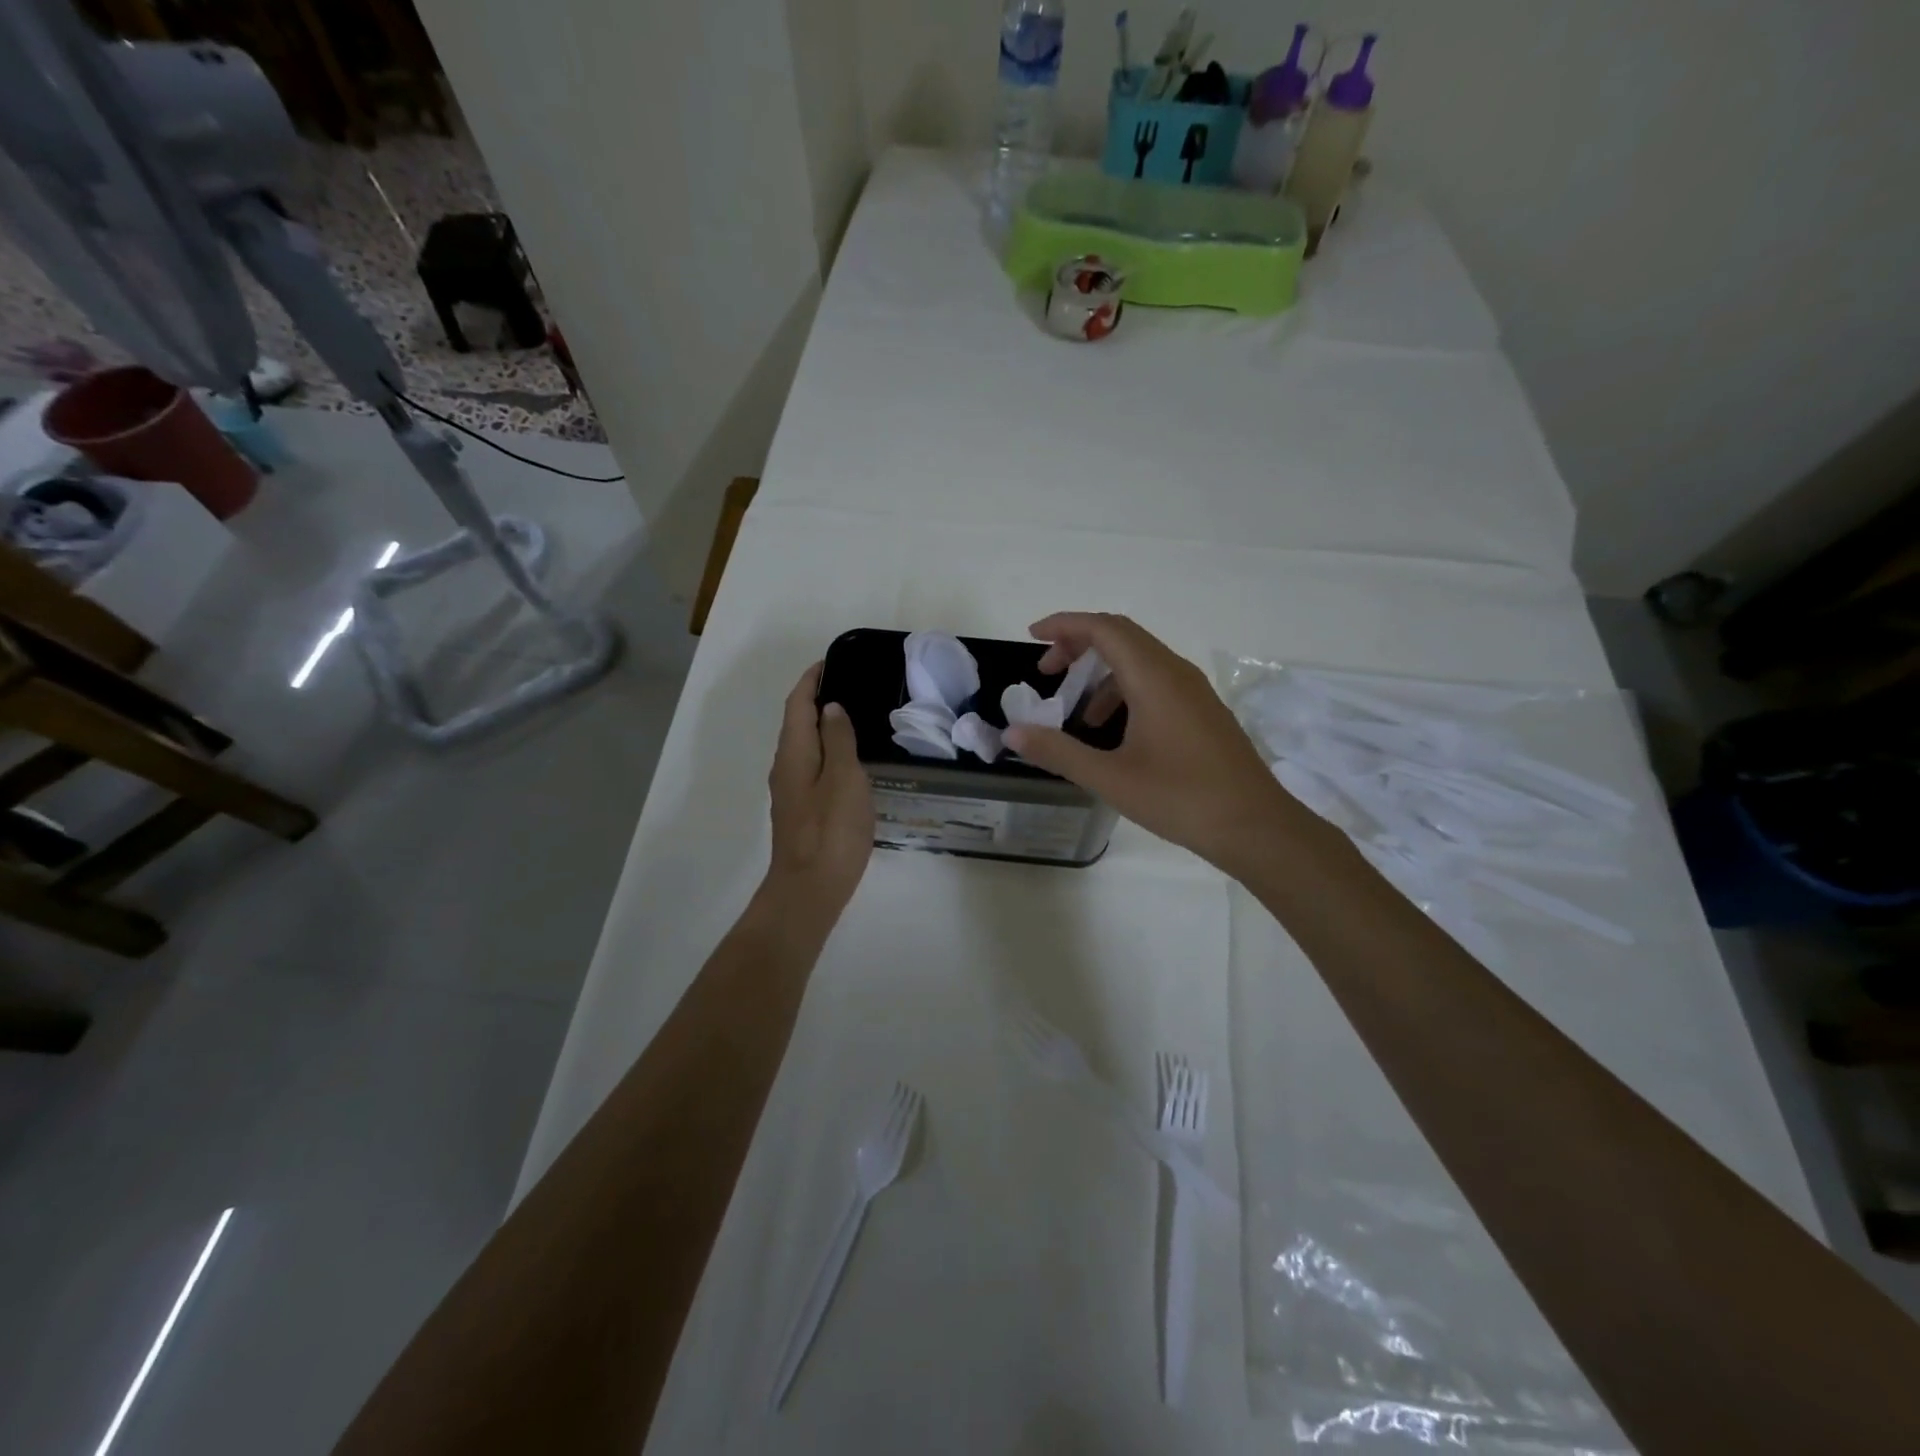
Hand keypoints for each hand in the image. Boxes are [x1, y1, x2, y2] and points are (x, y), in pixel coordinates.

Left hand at [765, 663, 873, 916]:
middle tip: (851, 686)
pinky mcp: (801, 812)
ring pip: (805, 747)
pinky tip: (851, 762)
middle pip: (798, 724)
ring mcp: (791, 792)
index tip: (831, 662)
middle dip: (817, 700)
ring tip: (856, 718)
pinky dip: (828, 752)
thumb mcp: (844, 779)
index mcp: (794, 754)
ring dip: (823, 727)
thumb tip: (831, 708)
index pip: (797, 704)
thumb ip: (839, 740)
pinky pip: (813, 768)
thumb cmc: (830, 832)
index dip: (811, 680)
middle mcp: (786, 768)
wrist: (809, 891)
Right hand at [1002, 613, 1294, 873]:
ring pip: (1140, 660)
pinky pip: (1157, 682)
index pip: (1104, 628)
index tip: (1032, 637)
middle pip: (1122, 636)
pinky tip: (1115, 732)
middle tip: (1047, 672)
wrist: (1255, 826)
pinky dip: (1125, 691)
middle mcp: (1176, 673)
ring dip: (1102, 673)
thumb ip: (1057, 752)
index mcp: (1153, 678)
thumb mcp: (1110, 778)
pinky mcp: (1203, 711)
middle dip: (1079, 645)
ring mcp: (1194, 691)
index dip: (1064, 625)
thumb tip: (1013, 732)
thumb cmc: (1180, 798)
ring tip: (1077, 713)